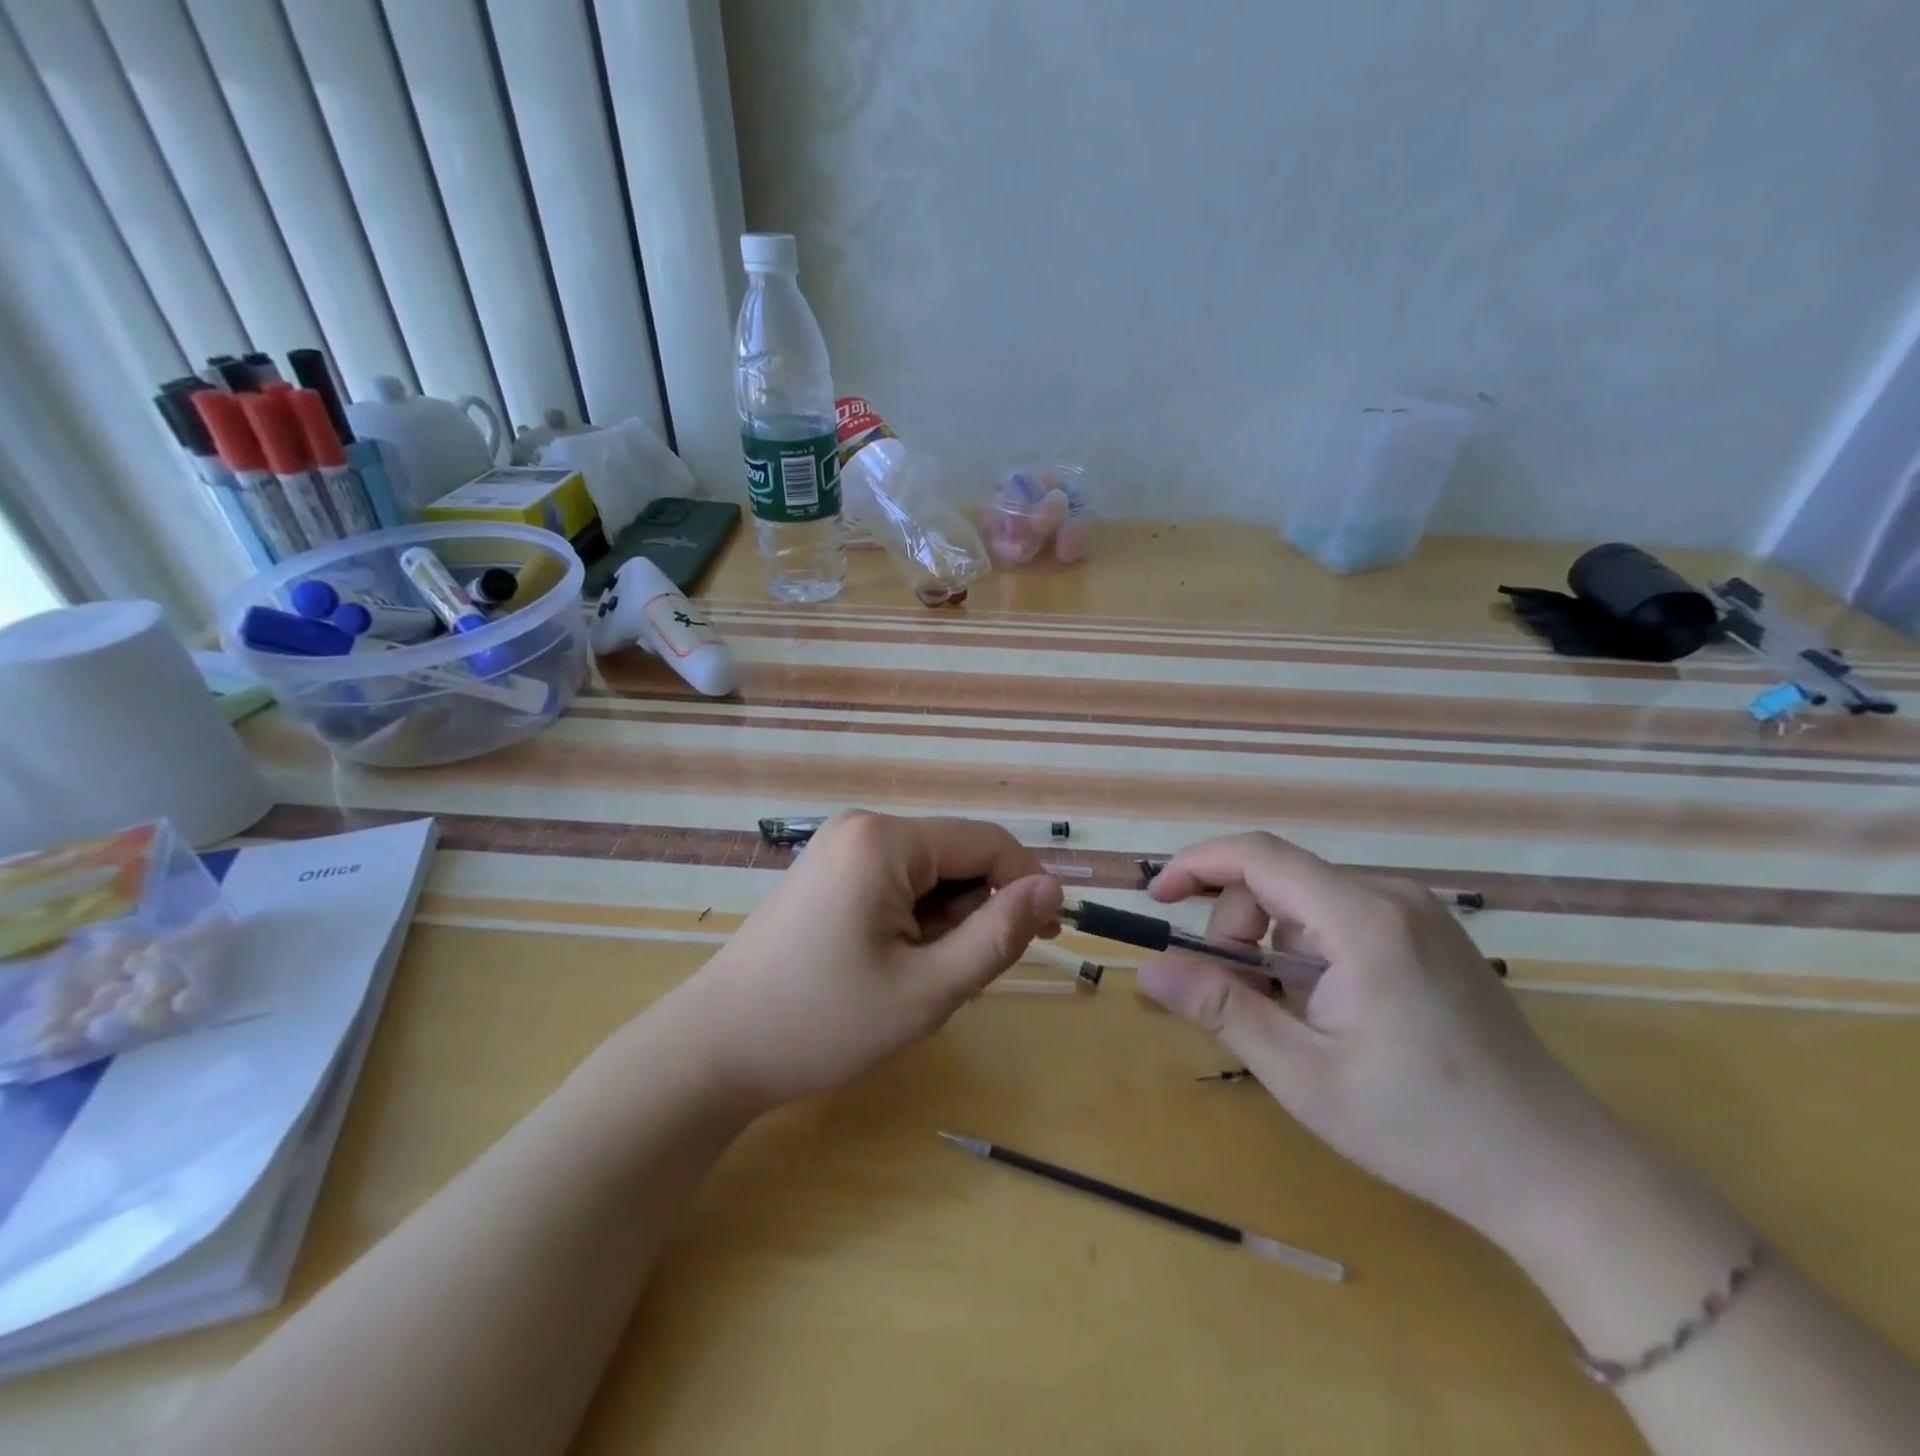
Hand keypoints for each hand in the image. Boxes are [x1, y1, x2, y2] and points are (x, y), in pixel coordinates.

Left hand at [672, 812, 1063, 1109]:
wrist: (715, 1048)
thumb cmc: (822, 1023)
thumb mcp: (926, 990)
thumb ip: (997, 935)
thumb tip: (1051, 889)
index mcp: (885, 841)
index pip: (986, 842)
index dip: (1027, 884)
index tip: (1050, 935)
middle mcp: (862, 827)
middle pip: (955, 856)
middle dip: (976, 911)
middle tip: (963, 978)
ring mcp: (840, 846)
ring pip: (929, 873)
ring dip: (945, 921)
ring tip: (920, 979)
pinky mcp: (828, 870)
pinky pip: (897, 881)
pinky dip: (914, 920)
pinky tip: (893, 964)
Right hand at [1137, 832, 1626, 1246]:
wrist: (1559, 1173)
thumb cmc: (1422, 1126)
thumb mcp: (1302, 1074)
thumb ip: (1220, 1009)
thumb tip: (1147, 969)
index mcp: (1362, 919)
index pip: (1257, 854)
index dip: (1195, 865)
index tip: (1156, 899)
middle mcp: (1391, 895)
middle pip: (1278, 880)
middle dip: (1237, 930)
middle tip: (1241, 1001)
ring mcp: (1417, 913)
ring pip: (1305, 901)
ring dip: (1272, 947)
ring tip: (1292, 1017)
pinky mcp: (1429, 935)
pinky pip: (1339, 918)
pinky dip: (1307, 951)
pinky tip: (1328, 1009)